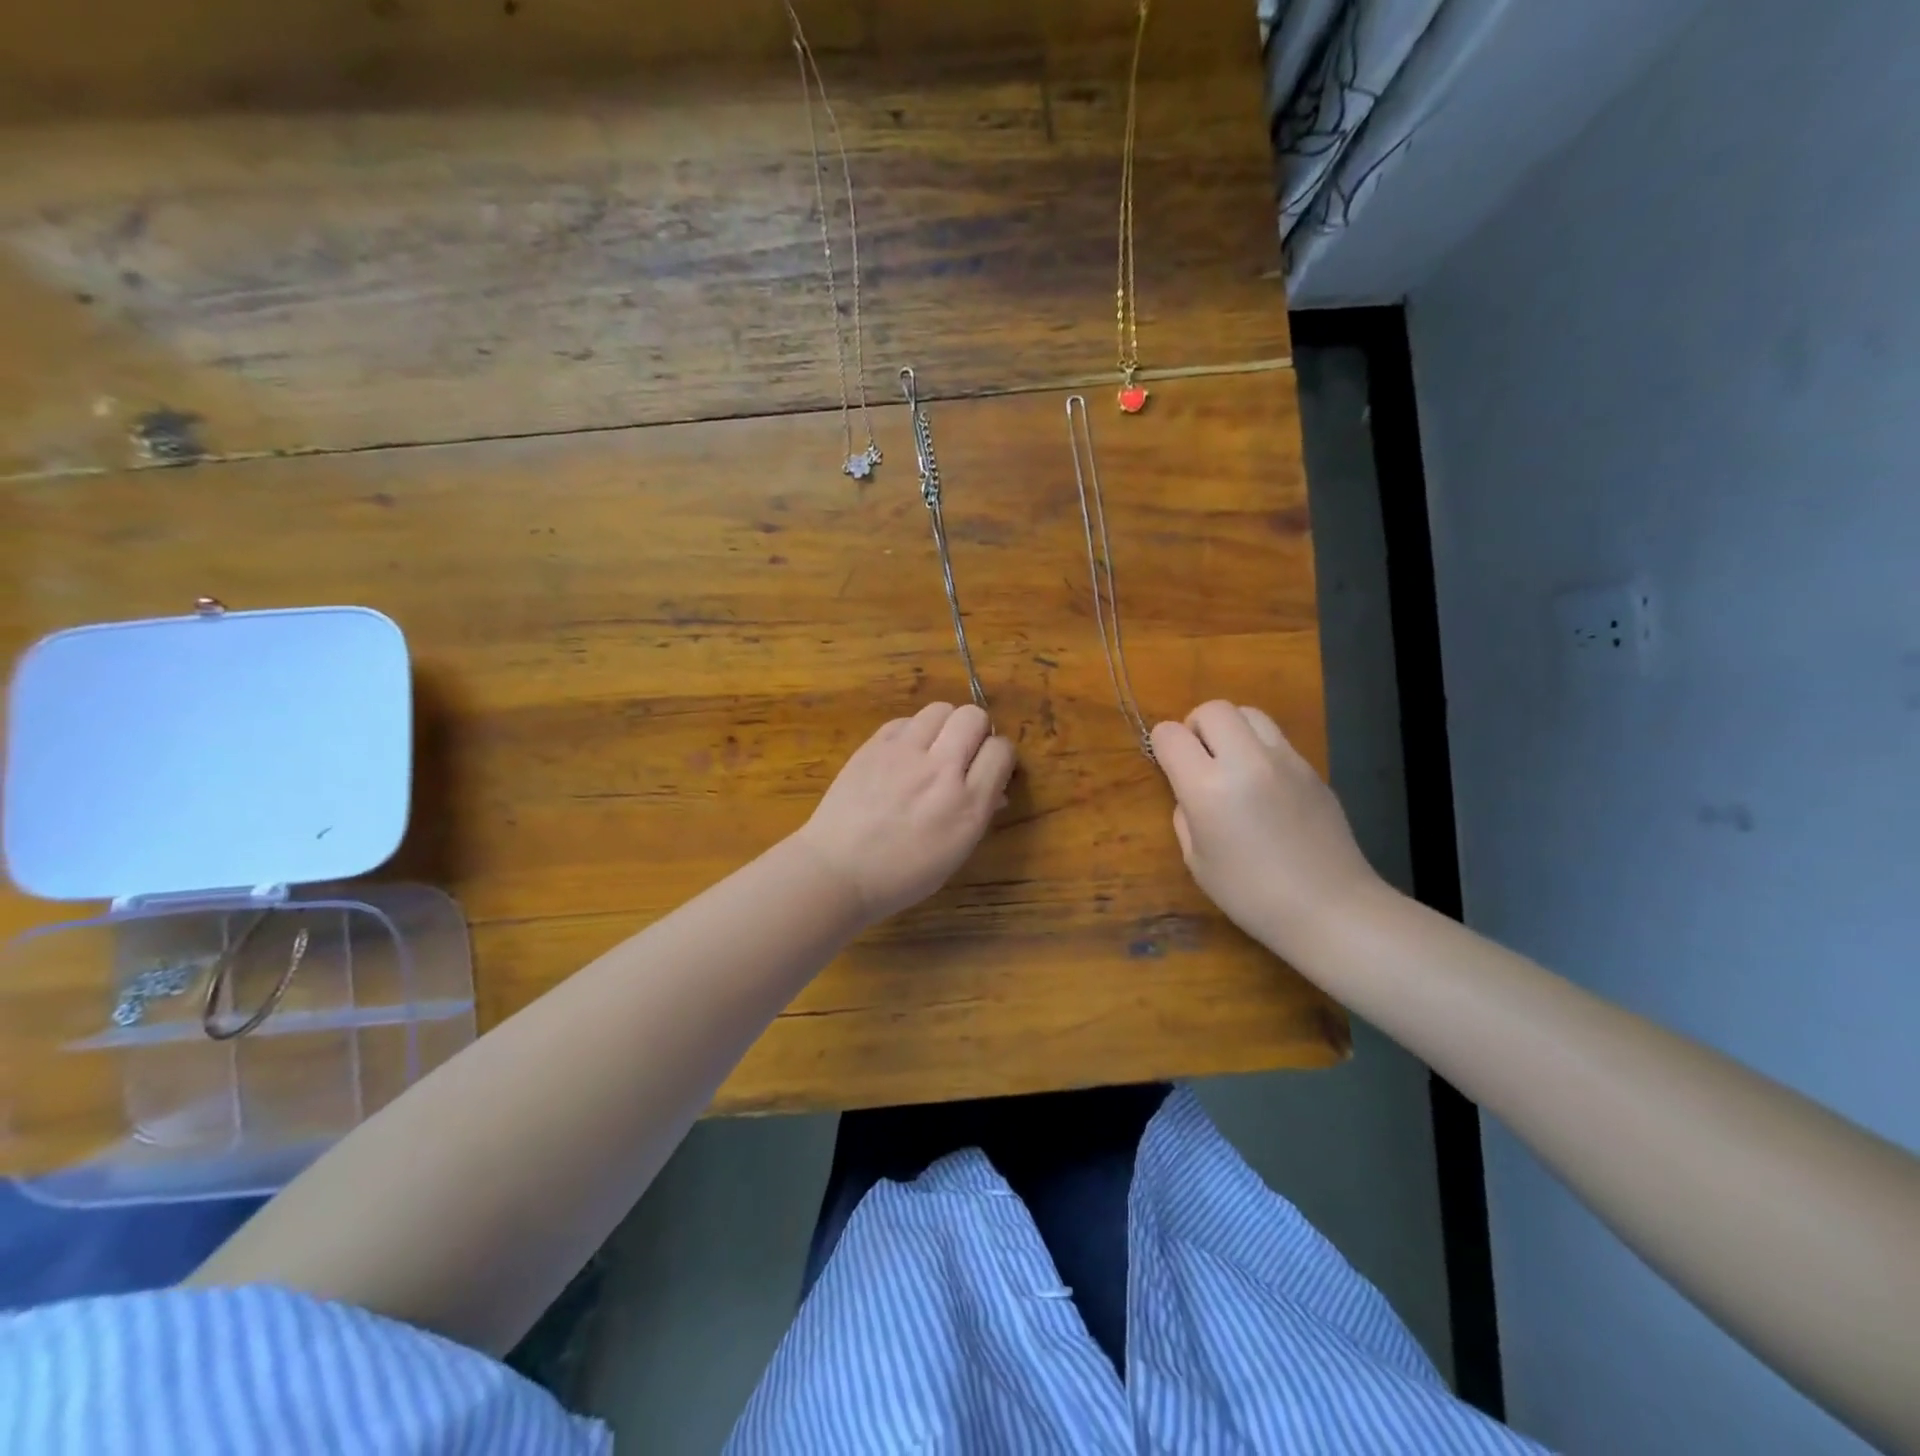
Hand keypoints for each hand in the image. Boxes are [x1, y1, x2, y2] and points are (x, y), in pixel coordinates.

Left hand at [795, 703, 1016, 924]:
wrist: (837, 871)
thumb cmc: (901, 875)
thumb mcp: (954, 853)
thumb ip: (978, 814)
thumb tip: (995, 791)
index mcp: (967, 803)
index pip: (1001, 750)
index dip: (1000, 755)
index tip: (991, 768)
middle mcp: (940, 769)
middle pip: (974, 717)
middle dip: (977, 730)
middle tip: (965, 753)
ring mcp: (904, 752)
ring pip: (940, 709)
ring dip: (945, 725)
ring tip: (935, 748)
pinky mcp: (874, 745)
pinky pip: (905, 720)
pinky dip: (913, 732)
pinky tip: (904, 754)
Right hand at [1151, 701, 1383, 962]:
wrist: (1330, 908)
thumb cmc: (1251, 895)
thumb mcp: (1196, 860)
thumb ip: (1185, 813)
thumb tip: (1190, 791)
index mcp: (1208, 788)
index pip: (1171, 735)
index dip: (1162, 745)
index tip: (1167, 764)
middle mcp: (1246, 761)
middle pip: (1213, 709)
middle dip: (1196, 726)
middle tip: (1200, 760)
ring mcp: (1285, 760)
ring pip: (1249, 713)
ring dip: (1231, 729)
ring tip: (1232, 764)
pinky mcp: (1312, 768)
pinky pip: (1276, 739)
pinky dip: (1259, 748)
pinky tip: (1264, 787)